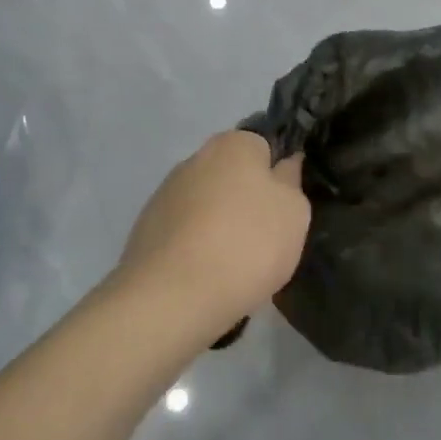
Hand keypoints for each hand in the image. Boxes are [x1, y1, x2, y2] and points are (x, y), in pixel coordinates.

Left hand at [115, 131, 309, 339]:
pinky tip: (204, 275)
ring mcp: (166, 193)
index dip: (276, 176)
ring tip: (232, 265)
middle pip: (231, 176)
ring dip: (219, 224)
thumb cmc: (247, 244)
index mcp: (233, 144)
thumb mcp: (294, 212)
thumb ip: (291, 181)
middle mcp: (195, 158)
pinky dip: (195, 246)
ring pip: (206, 204)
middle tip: (263, 239)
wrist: (173, 295)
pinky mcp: (146, 227)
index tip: (283, 209)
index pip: (263, 147)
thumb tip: (285, 164)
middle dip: (245, 201)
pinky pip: (184, 231)